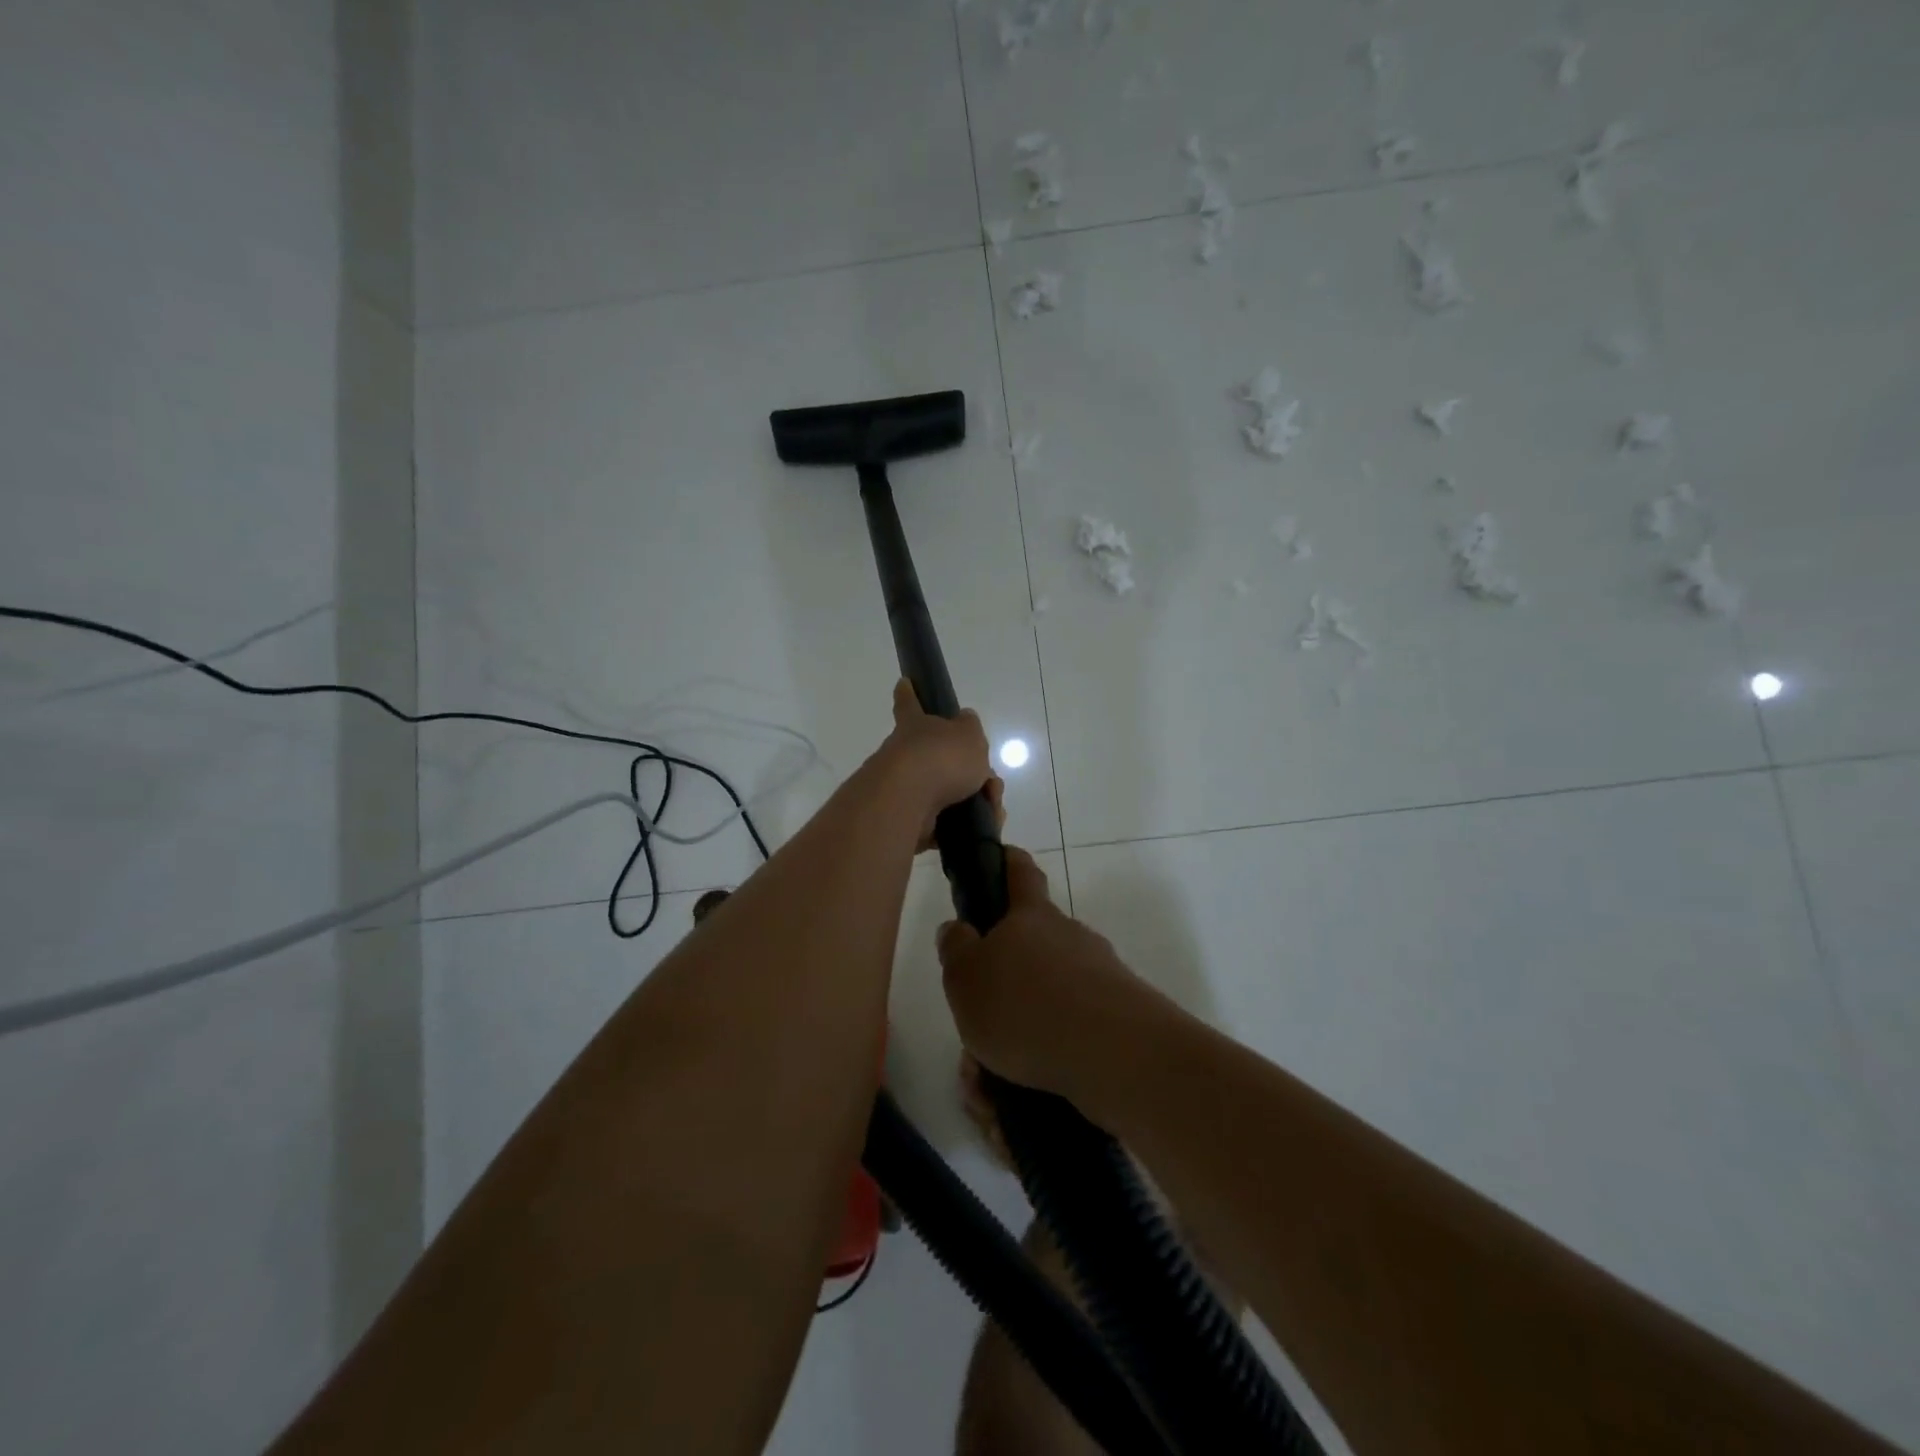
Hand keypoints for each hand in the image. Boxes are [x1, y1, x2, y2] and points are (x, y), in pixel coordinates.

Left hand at [875, 679, 1000, 850]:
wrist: (908, 802)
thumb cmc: (939, 758)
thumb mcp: (968, 734)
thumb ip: (969, 729)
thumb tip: (964, 722)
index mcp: (916, 726)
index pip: (911, 703)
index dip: (909, 693)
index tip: (903, 682)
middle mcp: (905, 755)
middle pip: (941, 759)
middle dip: (971, 772)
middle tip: (990, 785)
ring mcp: (905, 790)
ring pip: (949, 794)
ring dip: (976, 802)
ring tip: (993, 810)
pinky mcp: (910, 822)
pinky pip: (945, 824)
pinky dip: (965, 828)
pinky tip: (983, 829)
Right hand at [937, 847, 1177, 1104]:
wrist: (1115, 1056)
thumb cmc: (1025, 1006)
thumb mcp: (966, 978)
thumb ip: (956, 950)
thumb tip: (958, 928)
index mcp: (1033, 918)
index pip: (1021, 873)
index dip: (1009, 862)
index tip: (1002, 856)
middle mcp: (1070, 938)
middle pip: (1032, 948)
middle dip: (1002, 984)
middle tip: (974, 1025)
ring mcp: (1099, 978)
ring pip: (1046, 1000)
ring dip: (1016, 1033)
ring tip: (986, 1084)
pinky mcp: (1118, 1021)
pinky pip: (1066, 1036)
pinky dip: (1039, 1060)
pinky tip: (1015, 1096)